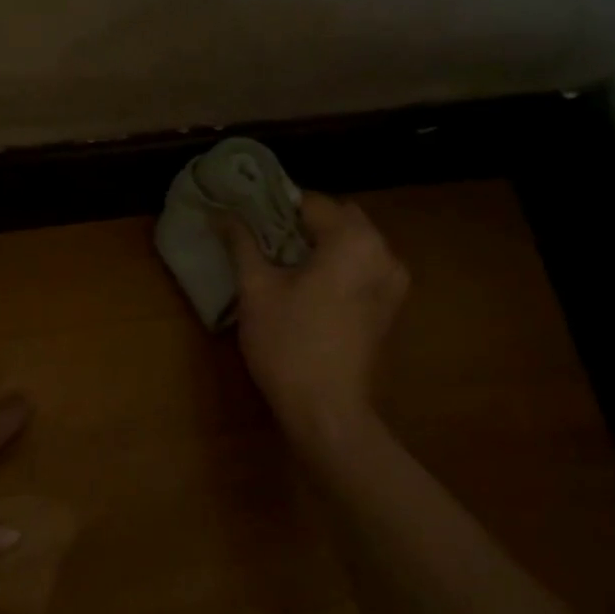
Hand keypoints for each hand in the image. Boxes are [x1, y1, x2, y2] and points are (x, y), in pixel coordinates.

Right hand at [217, 192, 408, 442]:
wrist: (327, 410)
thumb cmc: (288, 344)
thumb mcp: (256, 289)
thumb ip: (242, 243)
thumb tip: (221, 213)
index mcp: (353, 240)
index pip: (311, 202)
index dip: (275, 206)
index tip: (247, 216)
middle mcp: (383, 252)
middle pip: (338, 218)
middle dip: (300, 222)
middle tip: (262, 238)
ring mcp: (393, 281)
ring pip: (352, 243)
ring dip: (320, 243)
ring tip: (281, 261)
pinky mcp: (390, 306)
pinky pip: (362, 267)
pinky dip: (337, 265)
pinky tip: (308, 285)